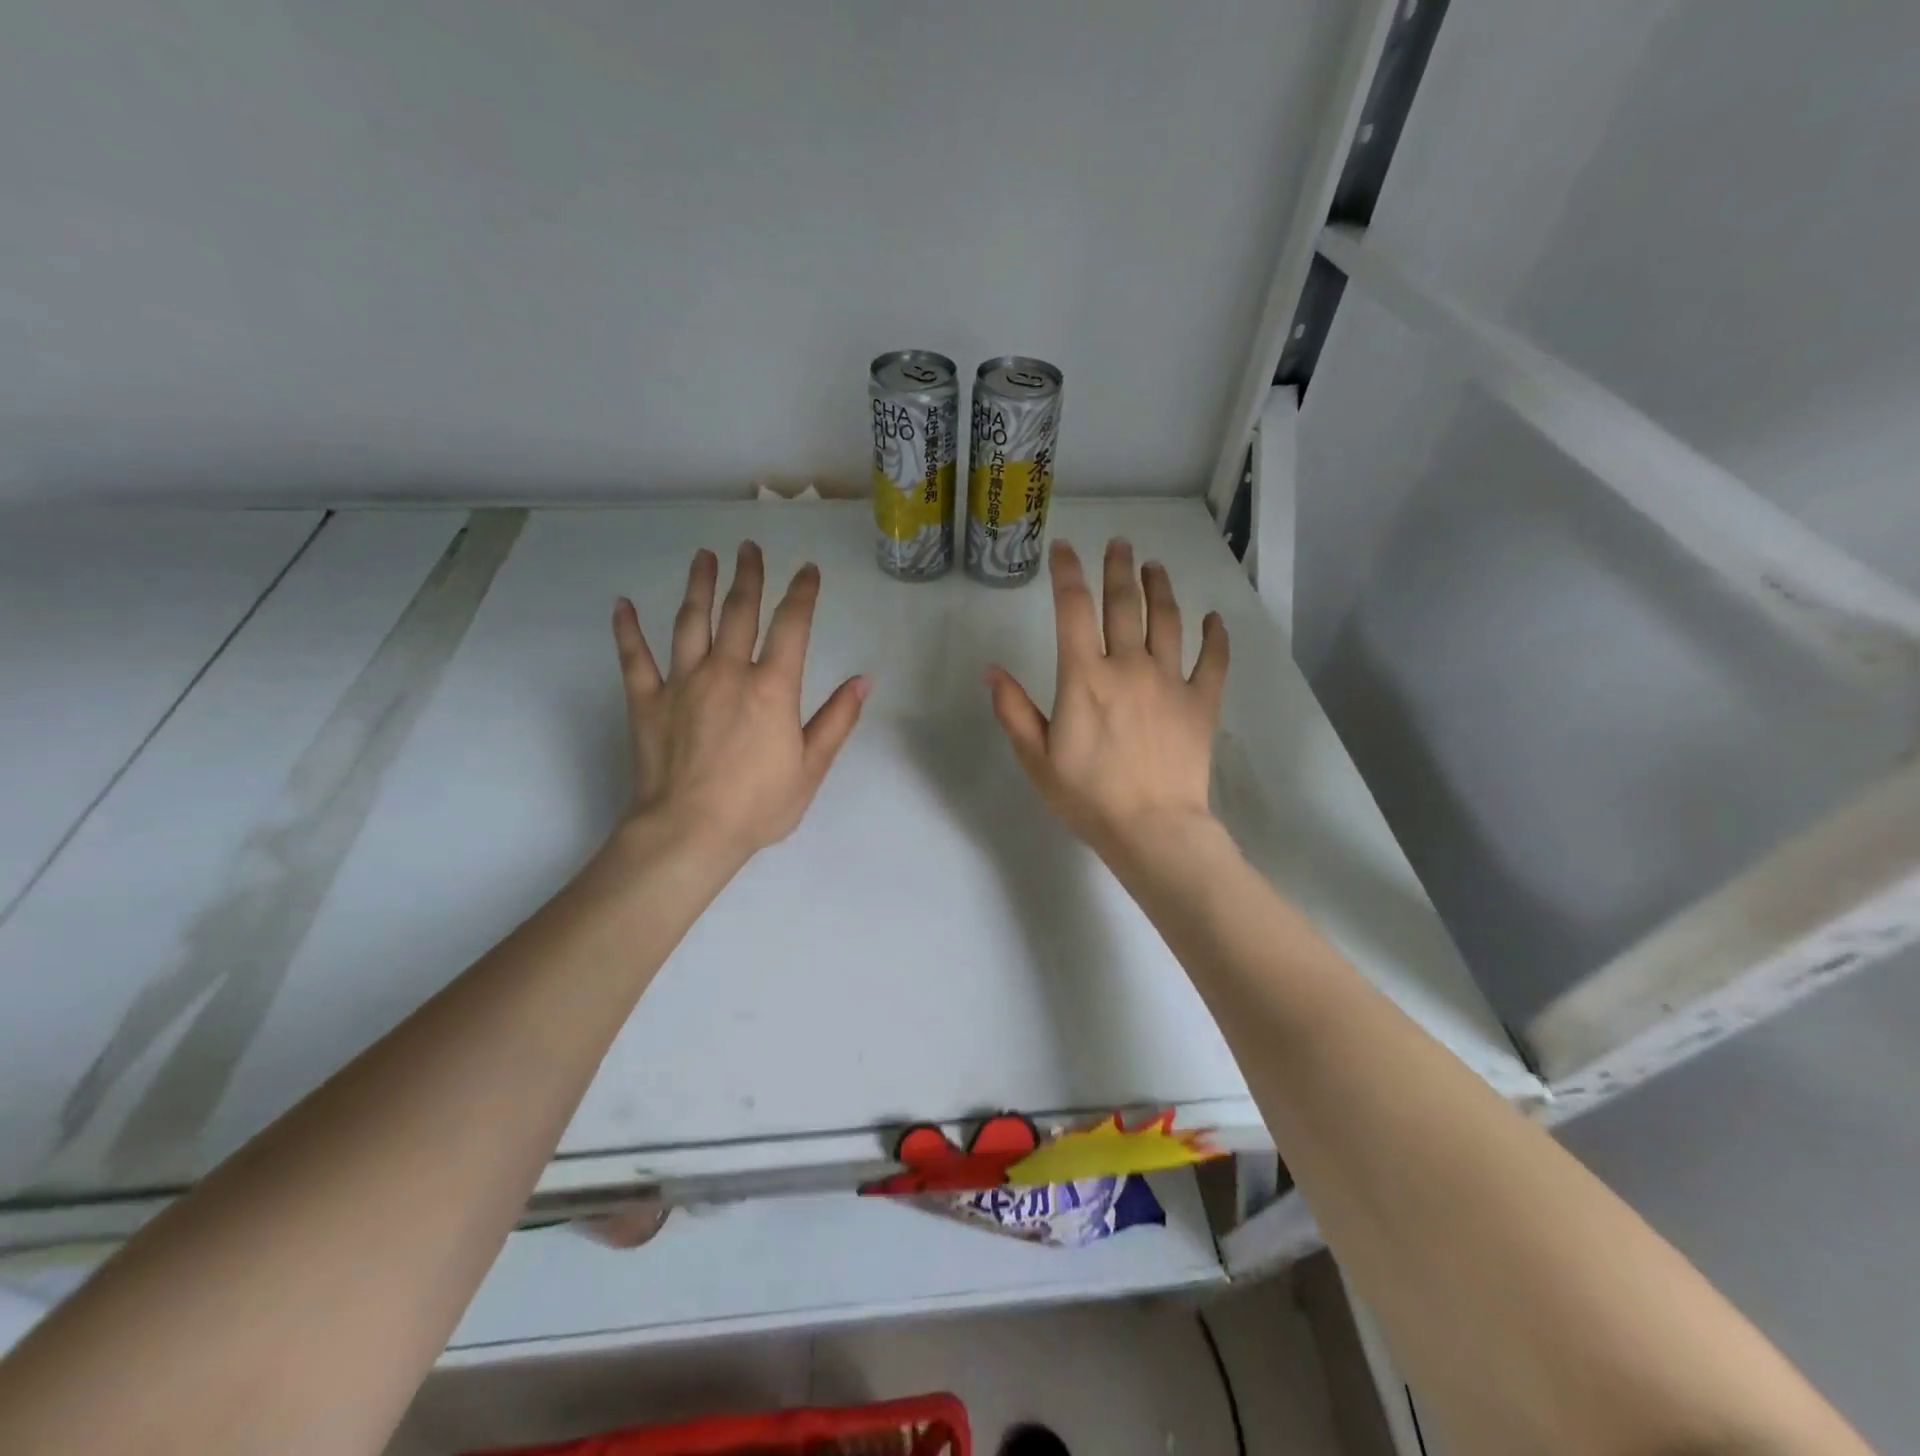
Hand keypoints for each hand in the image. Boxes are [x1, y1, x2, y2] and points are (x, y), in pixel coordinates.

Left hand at [611, 542, 867, 866]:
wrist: (689, 832)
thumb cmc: (758, 805)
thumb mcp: (812, 767)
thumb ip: (838, 720)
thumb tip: (863, 680)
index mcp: (771, 687)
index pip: (792, 626)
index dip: (802, 593)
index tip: (807, 570)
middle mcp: (727, 672)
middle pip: (739, 611)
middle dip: (748, 575)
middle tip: (749, 547)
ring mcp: (682, 682)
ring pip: (690, 622)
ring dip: (699, 585)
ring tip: (704, 556)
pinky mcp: (646, 701)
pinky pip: (634, 657)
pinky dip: (627, 630)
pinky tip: (622, 605)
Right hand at [986, 539, 1228, 862]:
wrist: (1152, 828)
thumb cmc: (1087, 796)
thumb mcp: (1035, 758)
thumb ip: (1013, 710)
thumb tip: (992, 670)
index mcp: (1084, 677)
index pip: (1073, 610)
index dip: (1067, 573)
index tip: (1064, 549)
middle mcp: (1129, 666)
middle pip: (1124, 604)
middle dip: (1118, 568)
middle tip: (1119, 544)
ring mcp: (1170, 681)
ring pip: (1167, 621)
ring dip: (1160, 588)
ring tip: (1155, 566)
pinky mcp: (1202, 702)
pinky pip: (1213, 660)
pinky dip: (1215, 636)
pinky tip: (1213, 619)